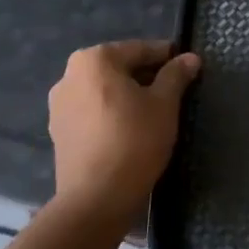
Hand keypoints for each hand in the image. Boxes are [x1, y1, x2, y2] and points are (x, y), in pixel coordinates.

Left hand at [48, 39, 199, 225]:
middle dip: (146, 76)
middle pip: (119, 67)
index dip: (167, 57)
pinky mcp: (58, 132)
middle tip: (174, 92)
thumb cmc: (134, 140)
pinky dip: (111, 113)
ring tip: (154, 113)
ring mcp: (59, 105)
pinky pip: (92, 111)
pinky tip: (130, 130)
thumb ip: (176, 75)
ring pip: (104, 90)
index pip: (140, 49)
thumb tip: (190, 58)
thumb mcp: (165, 104)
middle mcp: (69, 75)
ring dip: (128, 95)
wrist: (96, 198)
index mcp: (94, 60)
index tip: (187, 68)